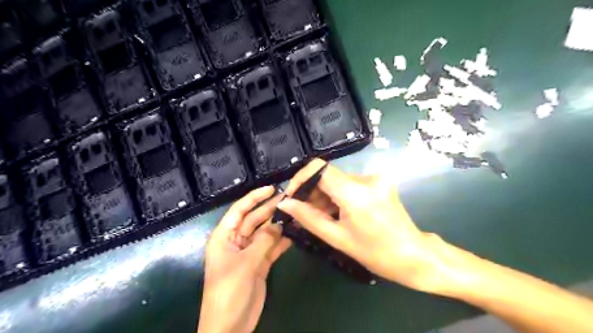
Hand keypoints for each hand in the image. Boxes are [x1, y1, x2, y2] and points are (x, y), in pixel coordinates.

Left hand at [199, 187, 290, 332]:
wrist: (230, 326)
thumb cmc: (228, 291)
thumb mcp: (245, 263)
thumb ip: (263, 241)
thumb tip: (279, 223)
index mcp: (224, 237)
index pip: (239, 210)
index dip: (254, 197)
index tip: (272, 188)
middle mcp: (236, 241)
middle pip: (254, 220)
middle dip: (270, 209)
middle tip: (290, 199)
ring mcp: (249, 253)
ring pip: (265, 233)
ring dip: (278, 224)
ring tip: (296, 213)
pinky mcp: (260, 264)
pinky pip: (272, 248)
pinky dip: (282, 241)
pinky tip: (294, 233)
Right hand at [281, 159, 454, 292]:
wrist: (414, 255)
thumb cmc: (375, 253)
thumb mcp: (337, 238)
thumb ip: (308, 218)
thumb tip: (284, 204)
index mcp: (355, 192)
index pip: (319, 168)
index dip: (301, 178)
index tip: (291, 196)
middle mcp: (366, 178)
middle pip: (328, 174)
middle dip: (311, 191)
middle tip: (301, 211)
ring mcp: (375, 178)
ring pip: (338, 179)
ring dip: (324, 195)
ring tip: (318, 215)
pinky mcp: (379, 182)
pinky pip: (349, 184)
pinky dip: (337, 195)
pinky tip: (335, 212)